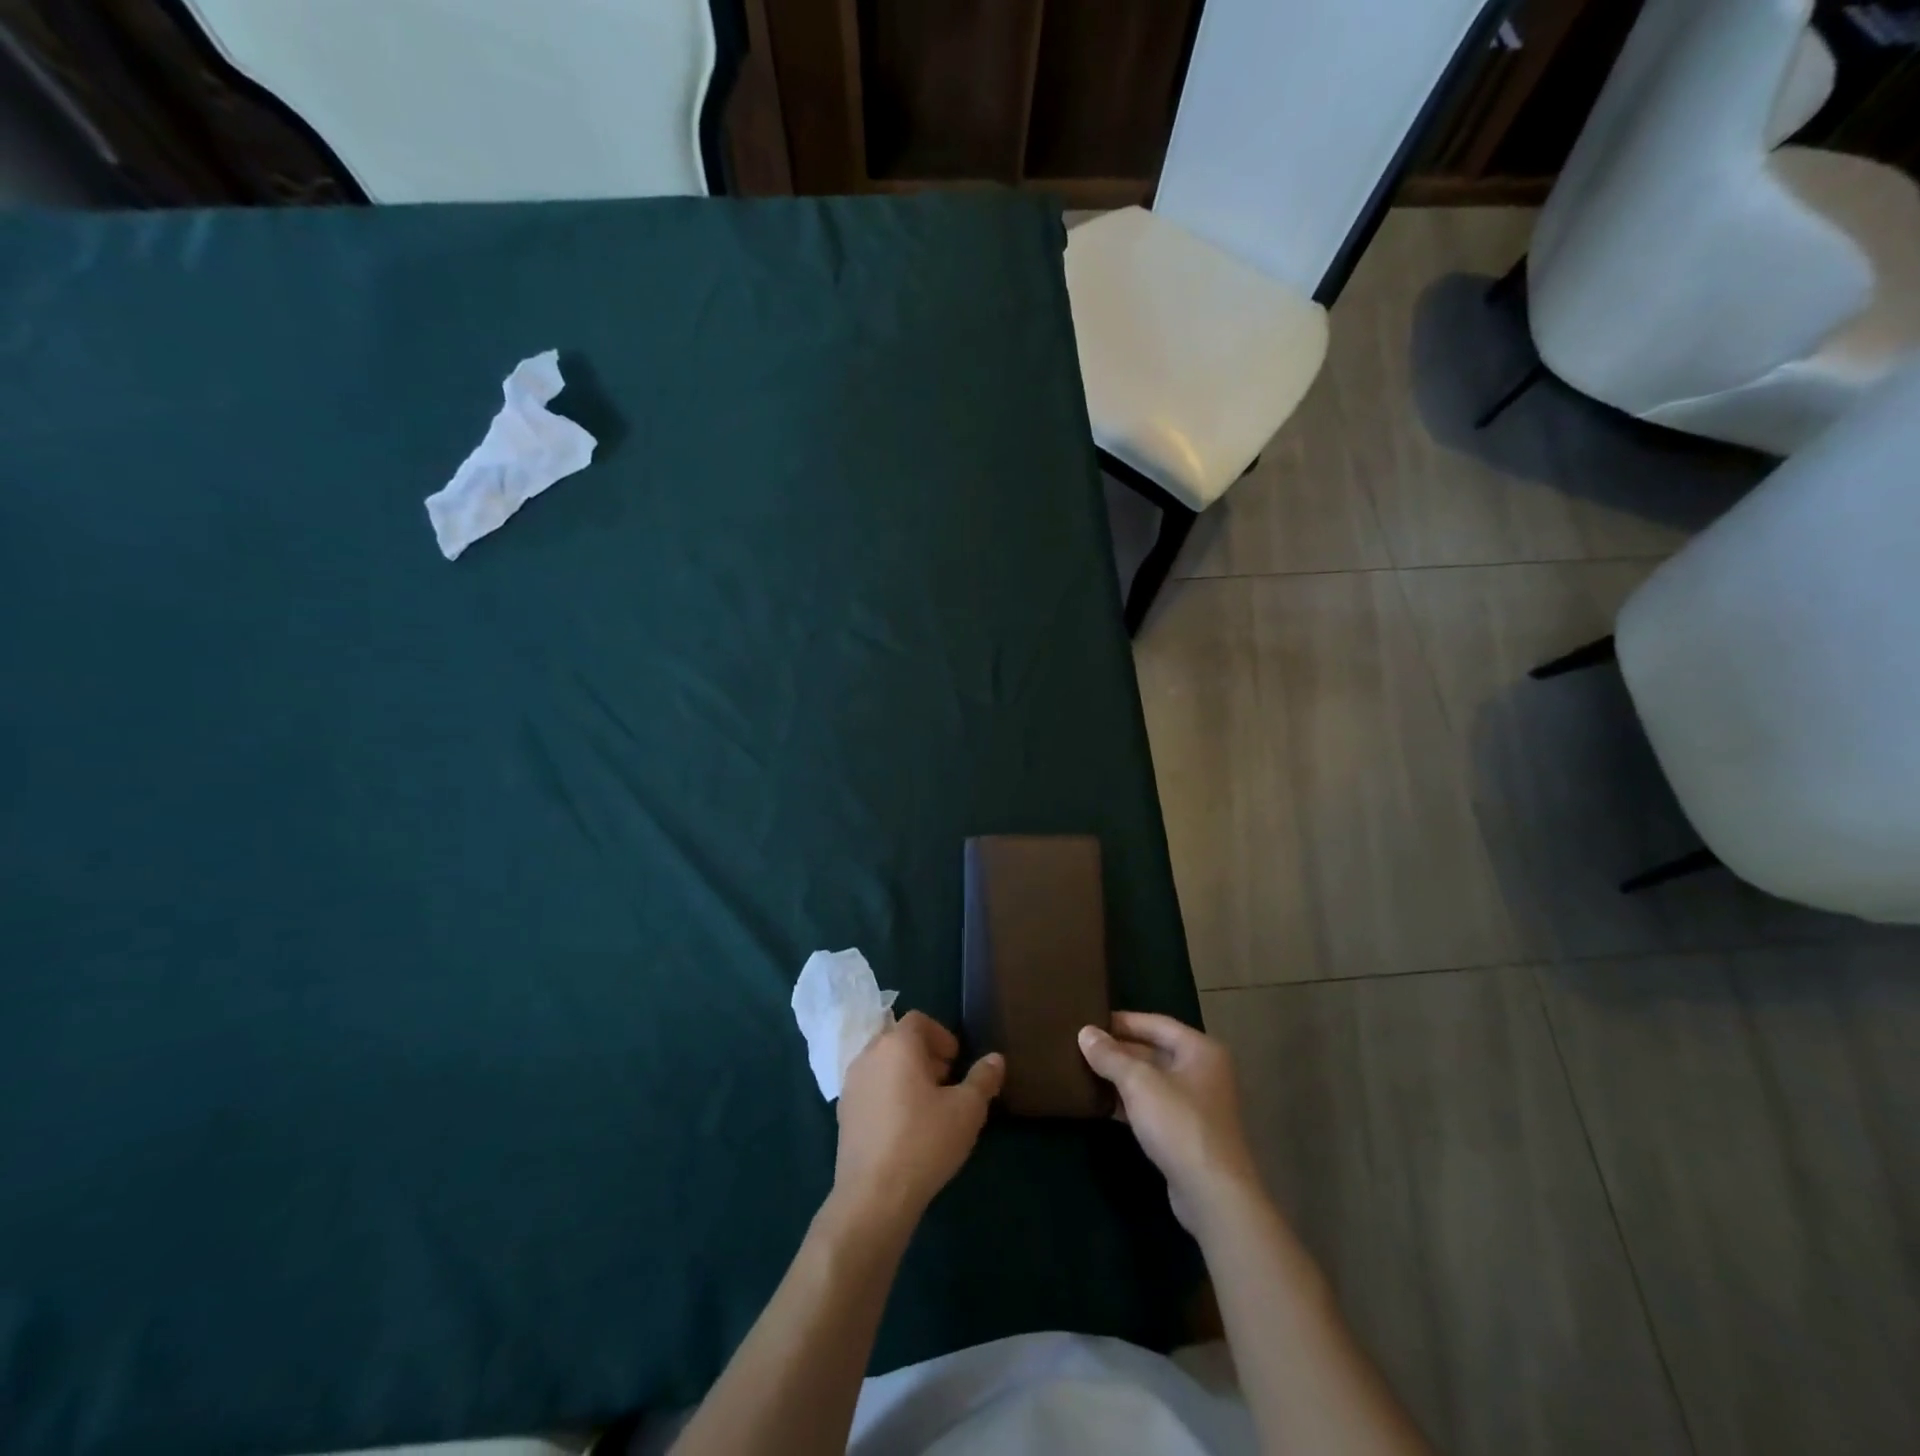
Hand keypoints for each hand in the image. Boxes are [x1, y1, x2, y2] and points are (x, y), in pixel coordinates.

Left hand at [832, 1012, 1003, 1234]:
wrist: (873, 1196)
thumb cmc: (924, 1141)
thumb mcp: (967, 1110)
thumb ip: (983, 1078)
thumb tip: (995, 1059)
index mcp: (897, 1044)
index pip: (918, 1020)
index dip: (941, 1035)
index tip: (956, 1061)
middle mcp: (868, 1055)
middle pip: (898, 1040)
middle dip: (924, 1054)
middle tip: (946, 1082)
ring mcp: (850, 1084)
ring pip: (882, 1064)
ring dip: (904, 1074)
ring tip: (926, 1106)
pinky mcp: (842, 1113)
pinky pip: (870, 1089)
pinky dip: (887, 1094)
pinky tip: (903, 1127)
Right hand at [1078, 1012, 1261, 1233]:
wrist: (1213, 1194)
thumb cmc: (1179, 1124)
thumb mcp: (1138, 1082)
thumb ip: (1110, 1056)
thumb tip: (1084, 1032)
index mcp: (1199, 1049)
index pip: (1155, 1023)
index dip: (1121, 1020)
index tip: (1089, 1021)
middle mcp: (1202, 1071)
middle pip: (1154, 1050)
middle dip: (1118, 1050)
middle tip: (1081, 1046)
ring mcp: (1196, 1104)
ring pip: (1151, 1080)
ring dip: (1121, 1077)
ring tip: (1084, 1070)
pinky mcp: (1187, 1132)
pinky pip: (1153, 1105)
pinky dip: (1129, 1101)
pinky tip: (1101, 1103)